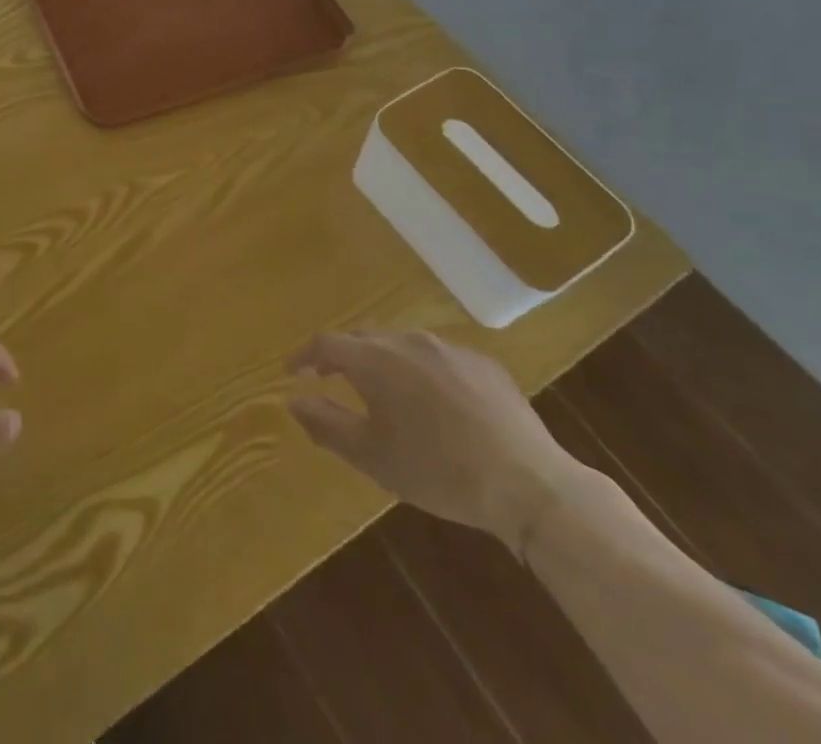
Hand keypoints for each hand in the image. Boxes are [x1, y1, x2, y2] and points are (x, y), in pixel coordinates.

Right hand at [287, 330, 584, 551]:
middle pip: (363, 338)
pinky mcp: (483, 363)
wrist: (527, 483)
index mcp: (375, 359)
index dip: (304, 357)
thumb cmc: (438, 471)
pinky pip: (438, 357)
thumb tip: (293, 399)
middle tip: (331, 378)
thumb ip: (326, 423)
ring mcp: (449, 348)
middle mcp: (408, 340)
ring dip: (383, 360)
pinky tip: (433, 401)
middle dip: (342, 355)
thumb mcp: (372, 456)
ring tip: (382, 390)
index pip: (325, 344)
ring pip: (401, 344)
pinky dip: (422, 371)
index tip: (293, 373)